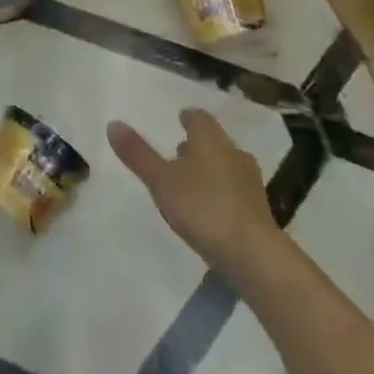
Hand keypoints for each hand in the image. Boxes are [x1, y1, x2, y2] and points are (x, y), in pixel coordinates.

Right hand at [109, 110, 278, 283]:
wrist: (254, 255)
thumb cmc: (203, 208)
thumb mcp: (161, 181)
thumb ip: (138, 154)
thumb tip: (113, 123)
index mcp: (210, 139)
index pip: (199, 118)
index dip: (189, 117)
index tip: (180, 119)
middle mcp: (233, 153)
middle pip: (215, 140)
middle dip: (198, 144)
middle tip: (179, 151)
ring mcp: (250, 182)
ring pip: (227, 165)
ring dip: (211, 169)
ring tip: (192, 182)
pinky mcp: (260, 211)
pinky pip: (237, 191)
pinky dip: (223, 192)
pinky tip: (211, 210)